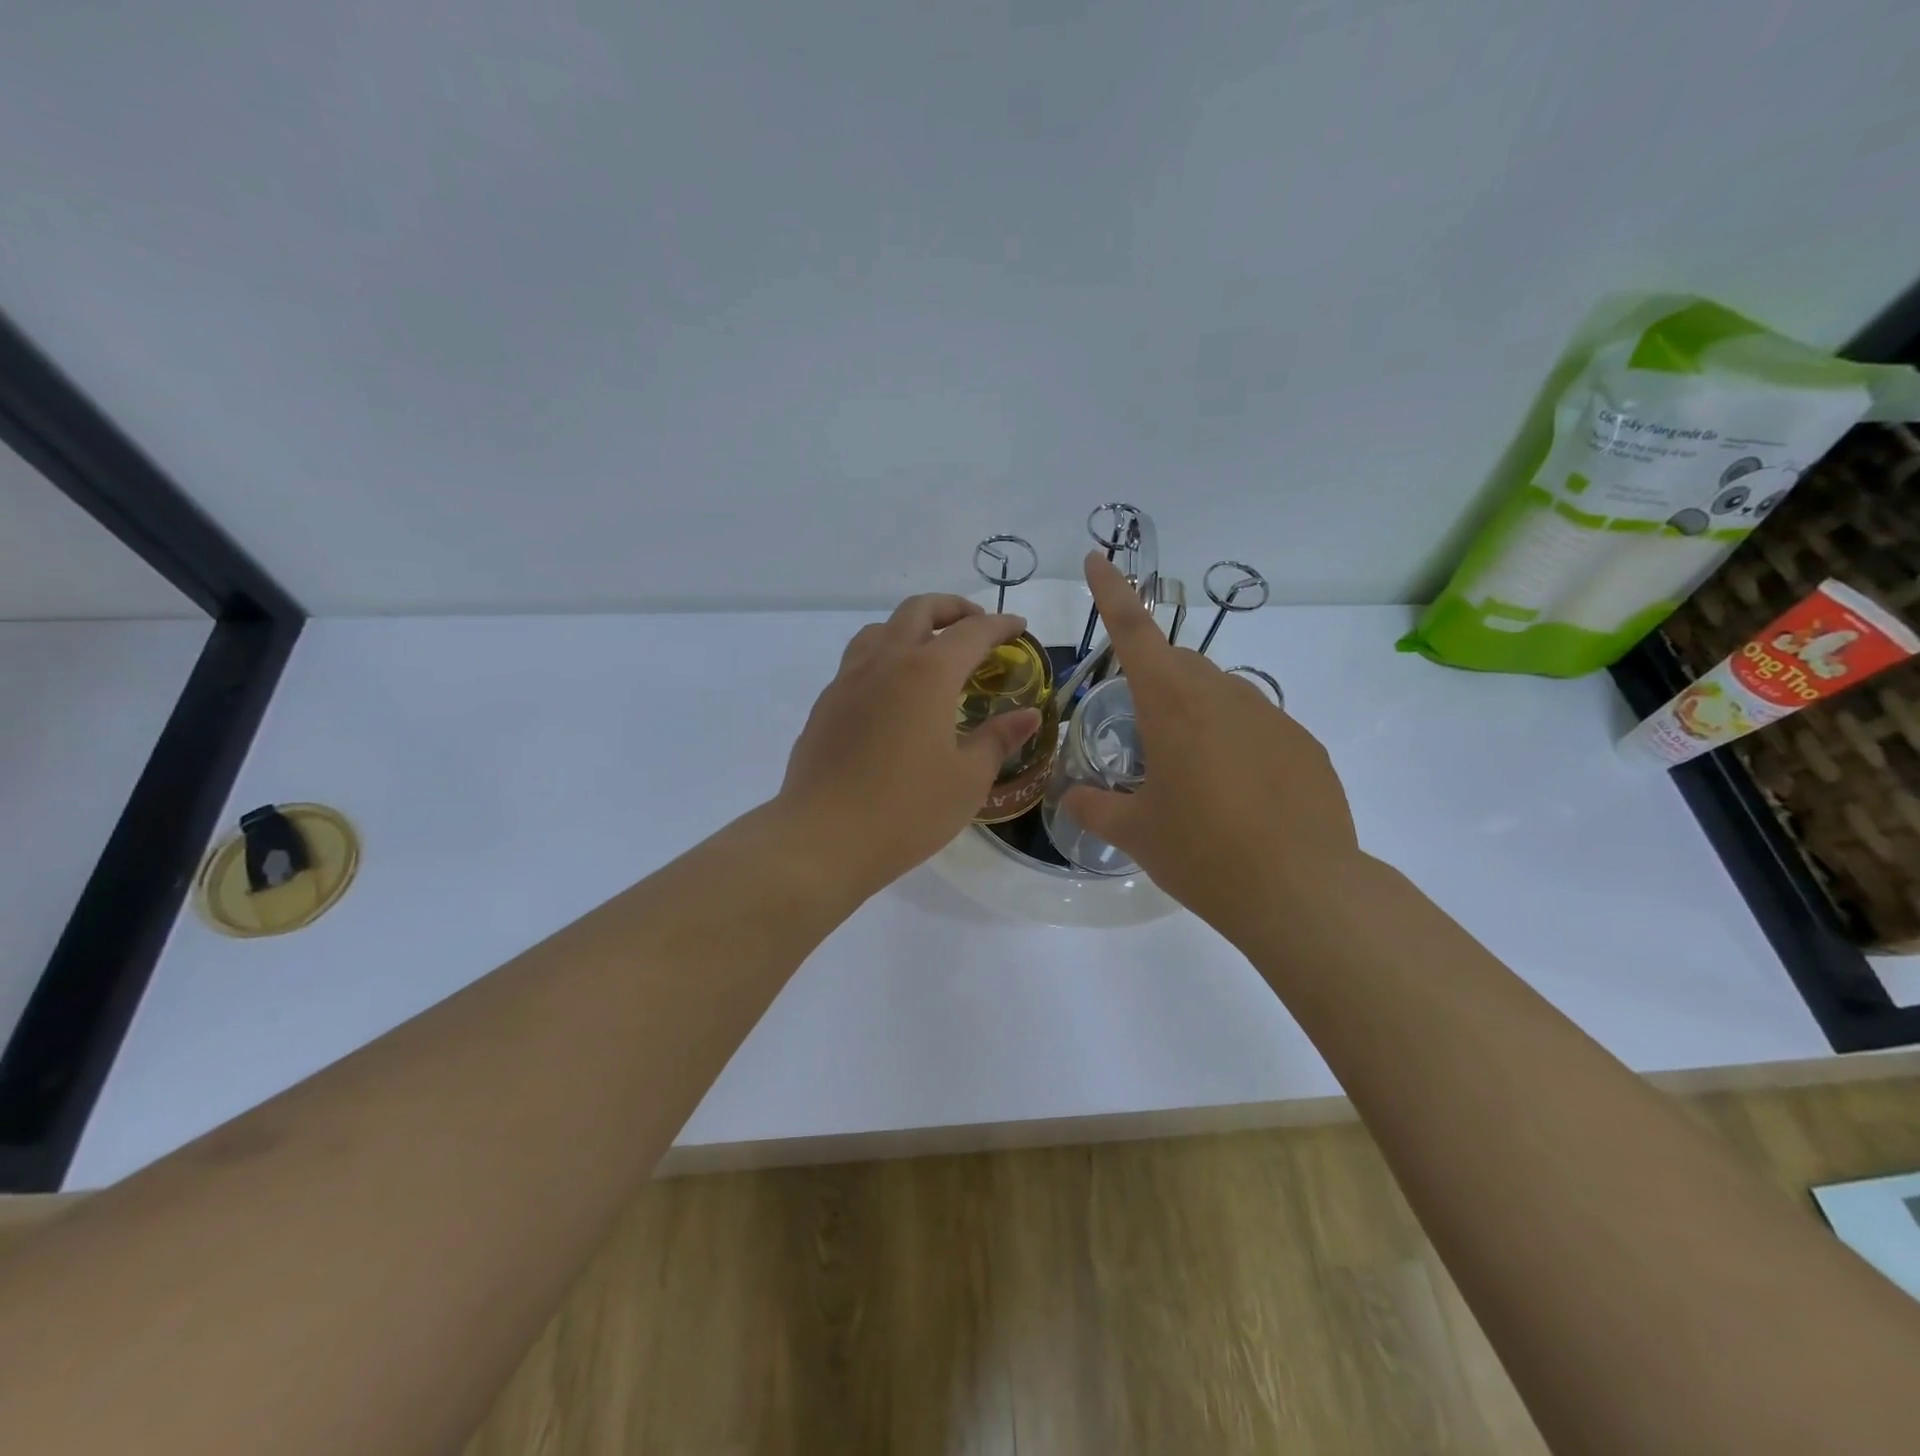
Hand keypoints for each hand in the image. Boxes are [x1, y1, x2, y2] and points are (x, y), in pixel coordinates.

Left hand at [779, 593, 1041, 895]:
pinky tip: (892, 695)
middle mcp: (884, 663)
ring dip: (910, 627)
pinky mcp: (825, 706)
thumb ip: (998, 739)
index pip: (971, 632)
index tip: (1019, 627)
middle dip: (952, 609)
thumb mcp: (968, 779)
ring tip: (929, 653)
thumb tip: (1028, 715)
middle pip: (918, 611)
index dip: (1000, 625)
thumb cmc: (907, 810)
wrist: (823, 838)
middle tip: (975, 625)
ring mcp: (847, 681)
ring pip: (879, 630)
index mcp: (927, 674)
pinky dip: (883, 658)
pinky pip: (857, 662)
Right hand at [1063, 554, 1362, 943]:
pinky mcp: (1305, 745)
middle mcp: (1222, 696)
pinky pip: (1257, 727)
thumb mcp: (1137, 833)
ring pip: (1220, 695)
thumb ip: (1095, 807)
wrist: (1301, 890)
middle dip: (1154, 682)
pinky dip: (1236, 743)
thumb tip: (1072, 798)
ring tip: (1192, 776)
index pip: (1133, 632)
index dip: (1111, 592)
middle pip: (1179, 665)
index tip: (1097, 558)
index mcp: (1172, 705)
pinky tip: (1239, 796)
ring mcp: (1271, 717)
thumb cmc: (1202, 853)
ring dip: (1196, 715)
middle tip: (1143, 735)